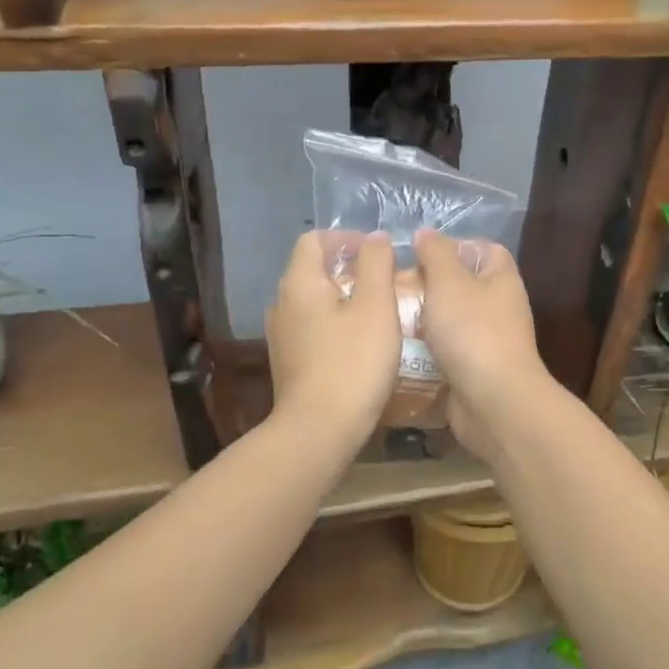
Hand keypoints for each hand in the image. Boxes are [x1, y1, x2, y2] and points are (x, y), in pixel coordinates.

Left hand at [265, 230, 399, 449]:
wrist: (318, 431)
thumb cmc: (352, 362)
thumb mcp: (376, 306)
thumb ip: (376, 264)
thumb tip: (375, 238)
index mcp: (299, 283)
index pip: (315, 239)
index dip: (347, 238)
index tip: (379, 252)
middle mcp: (282, 303)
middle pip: (314, 270)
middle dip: (350, 268)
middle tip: (387, 282)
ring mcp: (282, 335)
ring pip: (315, 301)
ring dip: (346, 298)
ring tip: (380, 312)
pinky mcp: (289, 362)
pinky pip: (314, 328)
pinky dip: (337, 324)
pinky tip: (362, 344)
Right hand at [413, 229, 548, 451]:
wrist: (493, 402)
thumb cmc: (473, 332)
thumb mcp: (449, 282)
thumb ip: (436, 254)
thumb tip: (427, 233)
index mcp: (502, 280)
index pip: (485, 250)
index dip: (455, 246)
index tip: (420, 253)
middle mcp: (501, 309)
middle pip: (463, 287)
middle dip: (430, 286)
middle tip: (395, 288)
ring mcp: (489, 343)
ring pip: (451, 323)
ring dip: (423, 322)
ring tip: (388, 318)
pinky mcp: (475, 373)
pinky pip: (446, 355)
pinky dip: (425, 354)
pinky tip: (397, 352)